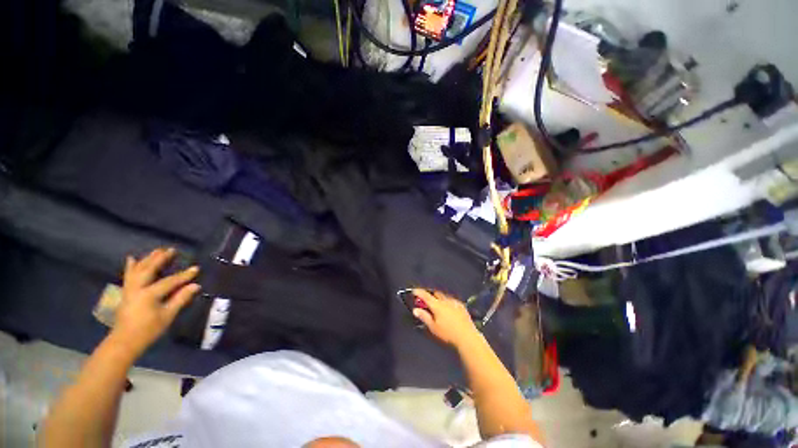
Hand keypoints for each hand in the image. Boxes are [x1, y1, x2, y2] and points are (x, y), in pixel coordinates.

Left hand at [111, 248, 200, 357]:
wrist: (124, 341)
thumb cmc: (148, 330)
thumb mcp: (167, 316)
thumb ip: (180, 299)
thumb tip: (195, 286)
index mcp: (148, 294)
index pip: (170, 281)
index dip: (184, 275)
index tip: (196, 268)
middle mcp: (137, 288)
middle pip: (149, 270)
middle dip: (160, 259)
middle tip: (171, 249)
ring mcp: (129, 290)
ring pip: (137, 270)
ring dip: (147, 259)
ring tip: (156, 250)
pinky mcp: (125, 293)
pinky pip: (128, 275)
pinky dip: (130, 266)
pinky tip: (132, 259)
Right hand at [412, 289, 479, 348]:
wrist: (467, 337)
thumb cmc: (448, 334)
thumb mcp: (433, 327)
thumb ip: (424, 317)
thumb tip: (416, 310)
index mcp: (437, 305)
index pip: (425, 295)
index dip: (419, 292)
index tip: (414, 291)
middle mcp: (445, 301)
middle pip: (435, 293)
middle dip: (429, 295)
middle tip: (426, 302)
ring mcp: (454, 302)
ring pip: (444, 296)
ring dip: (439, 298)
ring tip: (437, 306)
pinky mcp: (461, 306)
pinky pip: (451, 300)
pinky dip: (447, 302)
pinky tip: (448, 309)